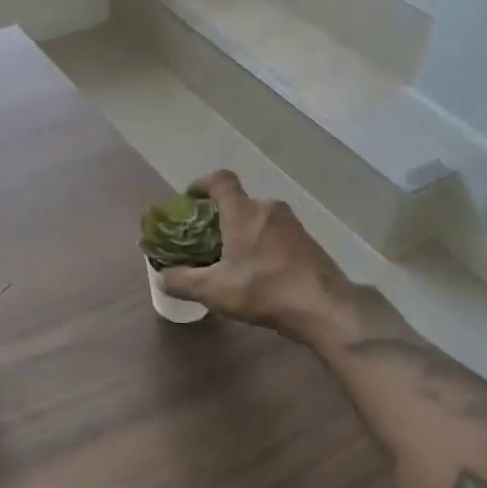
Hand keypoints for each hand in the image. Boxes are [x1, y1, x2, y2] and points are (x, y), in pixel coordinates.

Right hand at [158, 170, 393, 349]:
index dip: (202, 184)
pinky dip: (262, 243)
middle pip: (239, 202)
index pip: (221, 180)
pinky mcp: (308, 241)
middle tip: (207, 240)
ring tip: (232, 259)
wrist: (324, 307)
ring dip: (243, 231)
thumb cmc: (264, 290)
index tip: (190, 198)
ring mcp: (292, 224)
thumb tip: (162, 277)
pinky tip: (259, 271)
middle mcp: (268, 208)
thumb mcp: (214, 291)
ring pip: (259, 218)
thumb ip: (183, 282)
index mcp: (243, 211)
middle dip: (220, 217)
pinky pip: (276, 233)